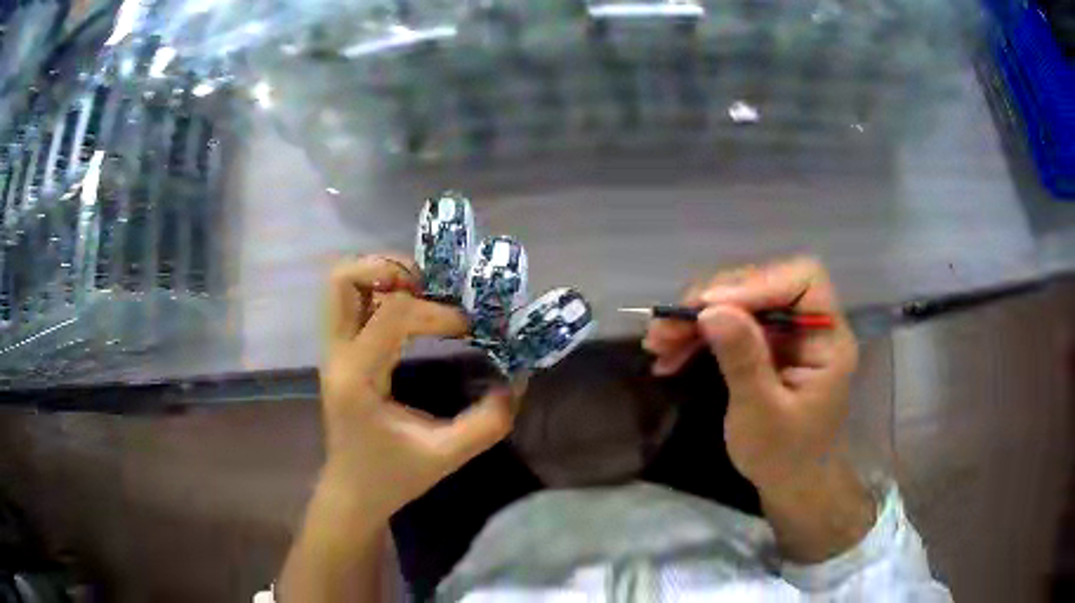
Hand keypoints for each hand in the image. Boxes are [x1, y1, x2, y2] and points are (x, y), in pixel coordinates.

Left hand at [318, 255, 514, 520]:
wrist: (352, 492)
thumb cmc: (393, 476)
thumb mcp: (446, 455)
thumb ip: (488, 422)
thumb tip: (518, 380)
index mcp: (358, 378)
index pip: (393, 314)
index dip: (438, 312)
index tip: (470, 328)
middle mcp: (337, 355)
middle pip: (343, 280)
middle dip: (390, 270)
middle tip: (430, 286)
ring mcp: (332, 351)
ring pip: (342, 285)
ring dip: (383, 277)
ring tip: (422, 293)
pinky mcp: (339, 353)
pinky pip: (352, 303)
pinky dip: (380, 292)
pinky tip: (412, 312)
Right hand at [644, 257, 858, 493]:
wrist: (791, 484)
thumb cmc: (785, 457)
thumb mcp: (762, 414)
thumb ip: (743, 360)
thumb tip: (711, 309)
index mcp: (827, 339)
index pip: (803, 280)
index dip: (758, 283)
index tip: (710, 307)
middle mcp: (808, 326)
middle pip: (762, 286)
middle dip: (711, 303)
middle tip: (665, 329)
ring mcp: (786, 335)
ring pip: (739, 304)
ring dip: (695, 320)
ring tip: (657, 343)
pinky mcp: (765, 347)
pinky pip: (730, 326)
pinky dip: (698, 337)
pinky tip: (669, 356)